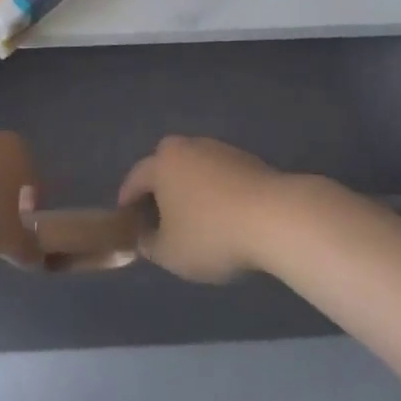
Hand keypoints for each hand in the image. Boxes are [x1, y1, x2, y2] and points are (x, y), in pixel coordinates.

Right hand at [118, 135, 284, 283]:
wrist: (275, 217)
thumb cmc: (212, 234)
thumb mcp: (171, 253)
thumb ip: (150, 245)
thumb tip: (144, 237)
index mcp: (162, 163)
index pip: (136, 178)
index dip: (128, 199)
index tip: (125, 216)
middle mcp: (187, 147)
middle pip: (166, 165)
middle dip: (159, 187)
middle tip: (158, 212)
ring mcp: (219, 150)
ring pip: (194, 168)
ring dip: (190, 187)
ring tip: (194, 215)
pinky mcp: (247, 160)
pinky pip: (219, 175)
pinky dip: (215, 190)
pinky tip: (223, 213)